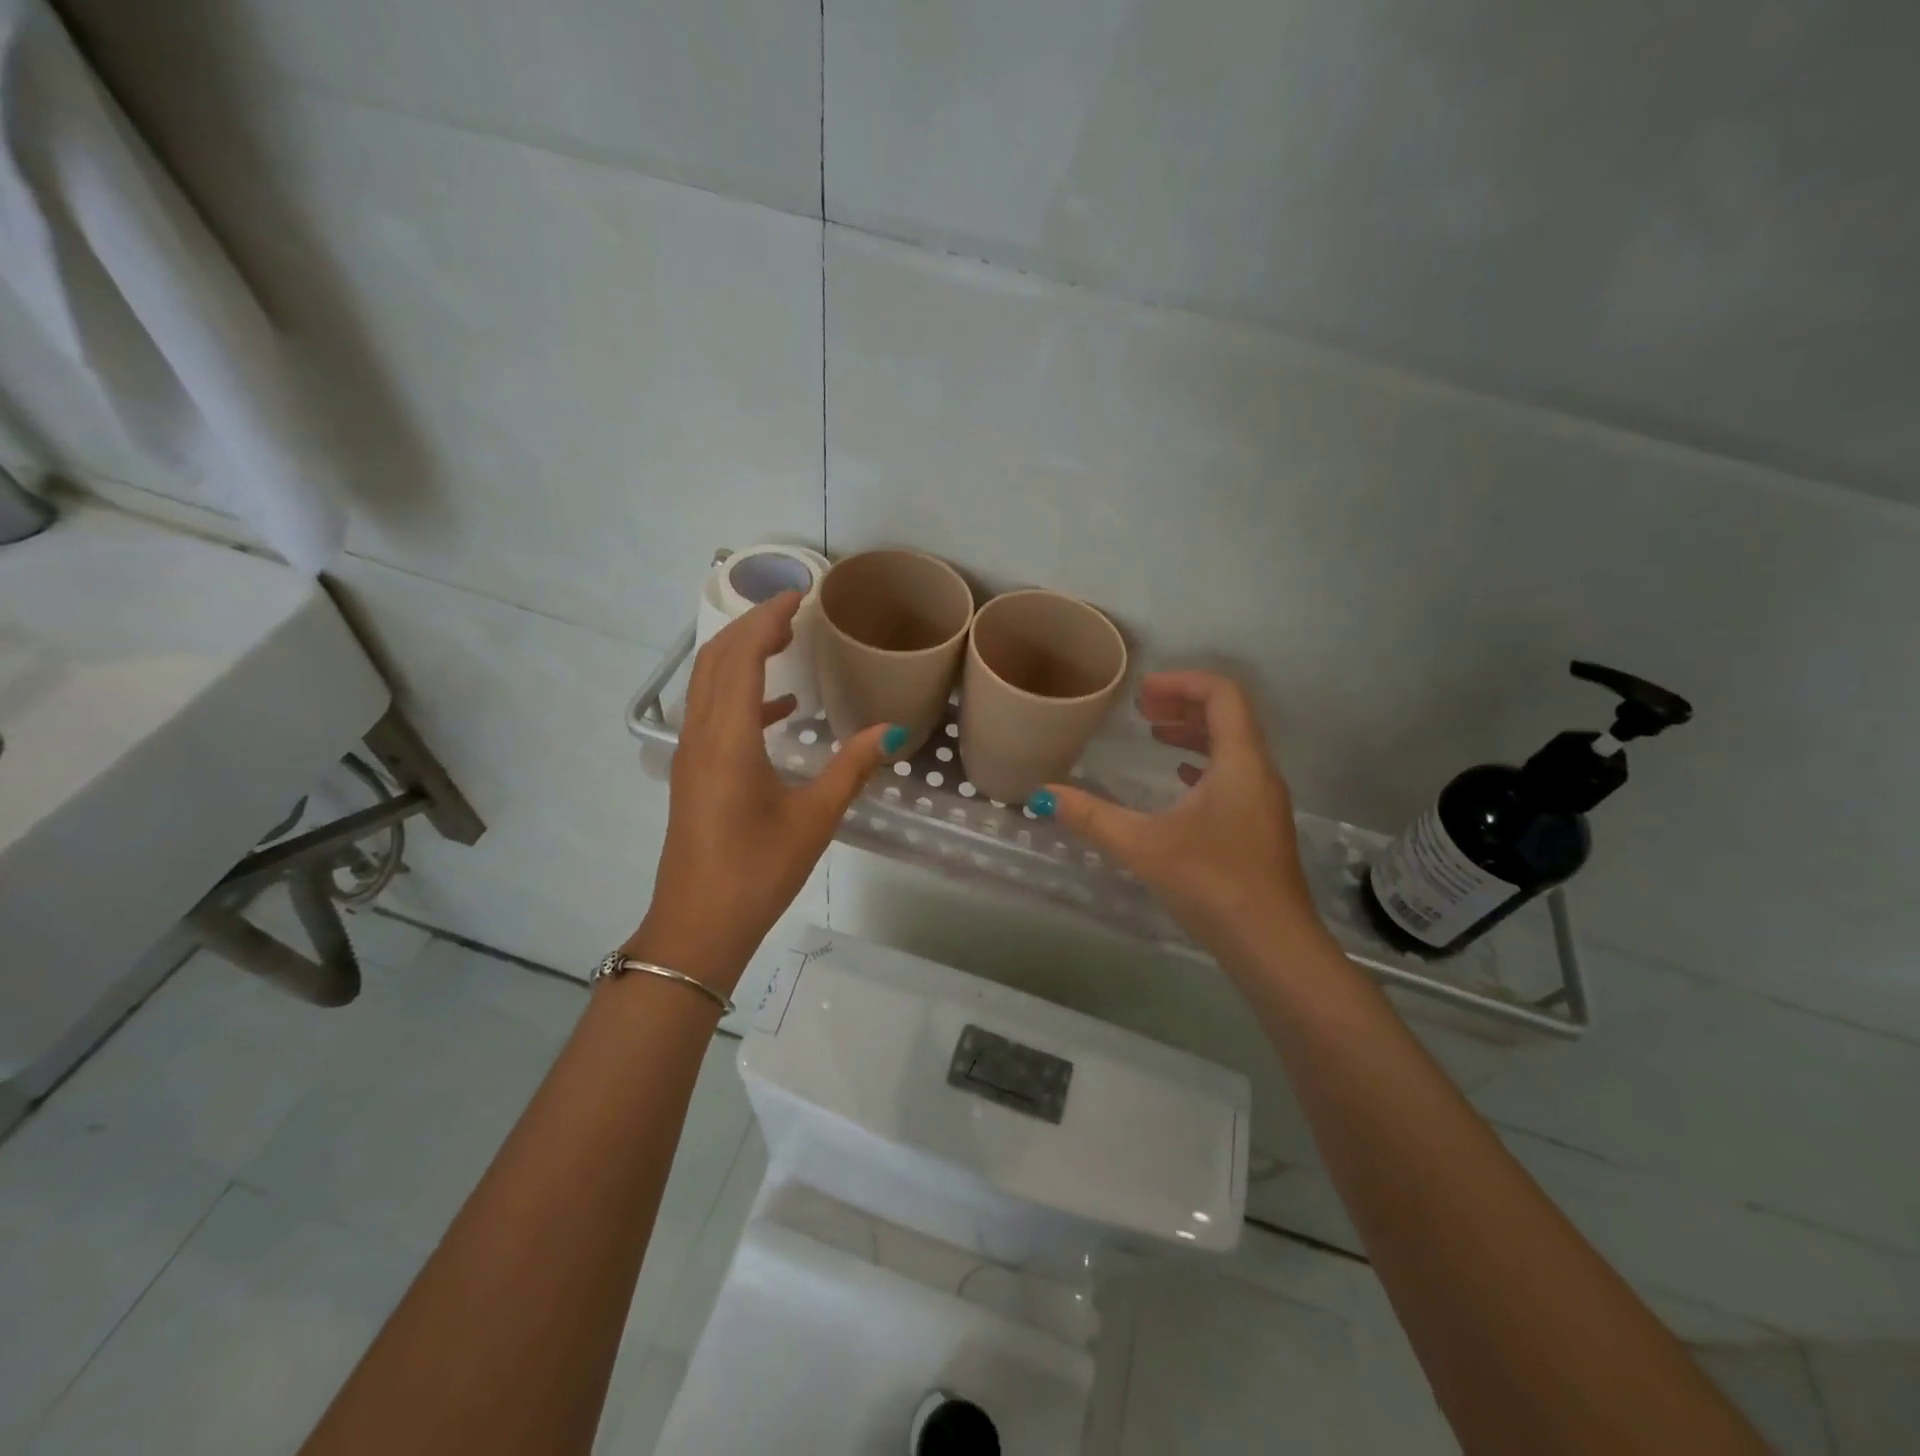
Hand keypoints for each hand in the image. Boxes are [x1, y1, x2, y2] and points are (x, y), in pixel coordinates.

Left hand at [635, 592, 901, 989]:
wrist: (698, 928)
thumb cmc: (756, 872)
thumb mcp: (814, 819)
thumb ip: (851, 768)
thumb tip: (893, 733)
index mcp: (727, 739)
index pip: (740, 656)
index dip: (766, 618)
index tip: (798, 596)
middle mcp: (700, 736)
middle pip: (715, 660)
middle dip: (750, 627)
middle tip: (793, 613)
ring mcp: (691, 755)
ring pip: (708, 684)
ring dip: (741, 656)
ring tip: (785, 645)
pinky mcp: (693, 774)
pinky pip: (712, 714)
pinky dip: (742, 697)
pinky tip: (781, 711)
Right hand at [1034, 671, 1328, 970]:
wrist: (1273, 947)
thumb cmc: (1212, 883)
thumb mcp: (1143, 845)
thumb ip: (1091, 817)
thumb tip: (1042, 795)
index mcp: (1240, 762)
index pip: (1222, 695)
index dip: (1182, 682)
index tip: (1142, 691)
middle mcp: (1259, 773)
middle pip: (1228, 717)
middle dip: (1184, 705)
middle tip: (1142, 710)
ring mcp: (1265, 802)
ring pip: (1232, 748)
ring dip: (1194, 734)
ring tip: (1155, 736)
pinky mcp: (1261, 828)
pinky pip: (1234, 776)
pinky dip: (1203, 766)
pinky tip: (1177, 782)